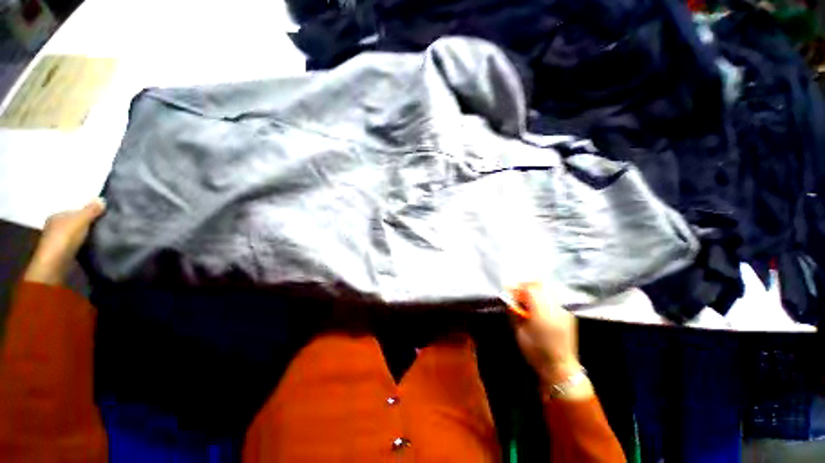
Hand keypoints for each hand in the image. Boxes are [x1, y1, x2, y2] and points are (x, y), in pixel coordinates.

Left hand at [23, 198, 105, 285]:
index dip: (88, 213)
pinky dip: (84, 245)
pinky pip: (77, 245)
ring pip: (76, 235)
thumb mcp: (81, 219)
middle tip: (104, 225)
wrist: (55, 263)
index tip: (102, 216)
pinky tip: (93, 246)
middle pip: (75, 223)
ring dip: (86, 236)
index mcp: (56, 215)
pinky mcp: (63, 254)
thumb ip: (91, 210)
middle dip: (87, 224)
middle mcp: (54, 226)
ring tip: (102, 236)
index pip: (74, 211)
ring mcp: (57, 241)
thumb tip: (102, 199)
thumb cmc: (65, 237)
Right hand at [509, 282, 586, 389]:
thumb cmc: (536, 353)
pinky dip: (545, 298)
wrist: (561, 369)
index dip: (519, 287)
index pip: (531, 289)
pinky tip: (540, 308)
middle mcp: (555, 309)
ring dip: (537, 291)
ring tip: (529, 301)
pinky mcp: (569, 315)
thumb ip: (514, 313)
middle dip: (527, 286)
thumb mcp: (519, 333)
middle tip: (519, 294)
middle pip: (541, 286)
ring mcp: (564, 311)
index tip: (511, 291)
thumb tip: (509, 299)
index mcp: (542, 314)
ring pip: (549, 290)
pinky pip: (554, 299)